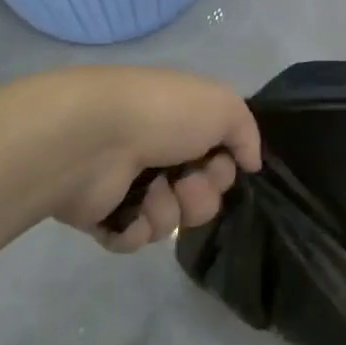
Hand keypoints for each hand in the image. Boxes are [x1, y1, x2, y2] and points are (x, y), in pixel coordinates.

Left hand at [31, 67, 261, 252]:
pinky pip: (137, 238)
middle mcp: (159, 153)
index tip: (218, 163)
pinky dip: (138, 227)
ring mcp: (130, 185)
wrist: (94, 138)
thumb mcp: (223, 106)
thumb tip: (251, 163)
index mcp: (183, 124)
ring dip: (169, 211)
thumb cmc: (163, 115)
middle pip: (201, 196)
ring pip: (171, 221)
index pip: (220, 163)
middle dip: (200, 195)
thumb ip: (247, 133)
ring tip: (150, 193)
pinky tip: (130, 212)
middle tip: (183, 182)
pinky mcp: (104, 215)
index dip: (225, 170)